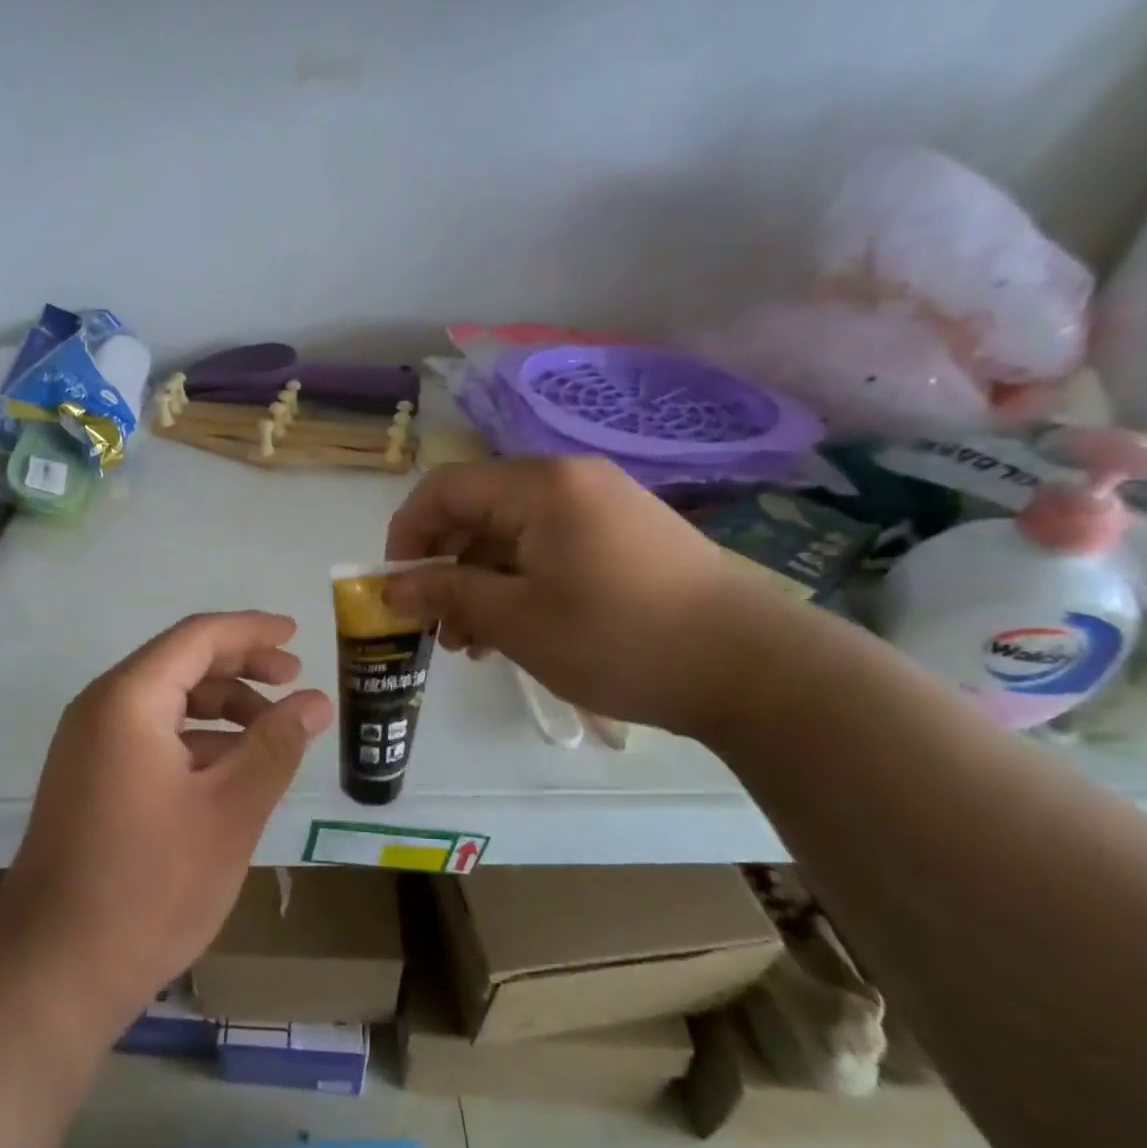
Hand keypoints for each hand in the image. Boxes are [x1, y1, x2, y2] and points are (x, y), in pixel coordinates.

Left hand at [0, 612, 332, 1044]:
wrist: (52, 972)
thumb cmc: (150, 885)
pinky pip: (148, 734)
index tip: (296, 635)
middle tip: (293, 680)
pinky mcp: (87, 778)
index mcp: (129, 698)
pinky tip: (229, 769)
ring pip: (165, 701)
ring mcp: (87, 744)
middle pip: (179, 662)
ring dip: (220, 705)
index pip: (198, 637)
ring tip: (271, 731)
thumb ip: (275, 746)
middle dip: (240, 666)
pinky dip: (193, 738)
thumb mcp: (230, 811)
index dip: (252, 630)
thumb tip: (315, 701)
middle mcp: (100, 707)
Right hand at [383, 457, 792, 734]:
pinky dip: (521, 581)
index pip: (443, 489)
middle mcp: (569, 479)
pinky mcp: (625, 534)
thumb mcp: (517, 620)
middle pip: (477, 510)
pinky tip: (517, 628)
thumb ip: (447, 594)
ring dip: (481, 580)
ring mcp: (603, 504)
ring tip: (474, 641)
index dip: (407, 535)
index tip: (397, 588)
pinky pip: (550, 546)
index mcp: (539, 486)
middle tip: (438, 625)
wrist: (753, 667)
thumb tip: (393, 589)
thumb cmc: (618, 637)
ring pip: (512, 533)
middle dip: (445, 565)